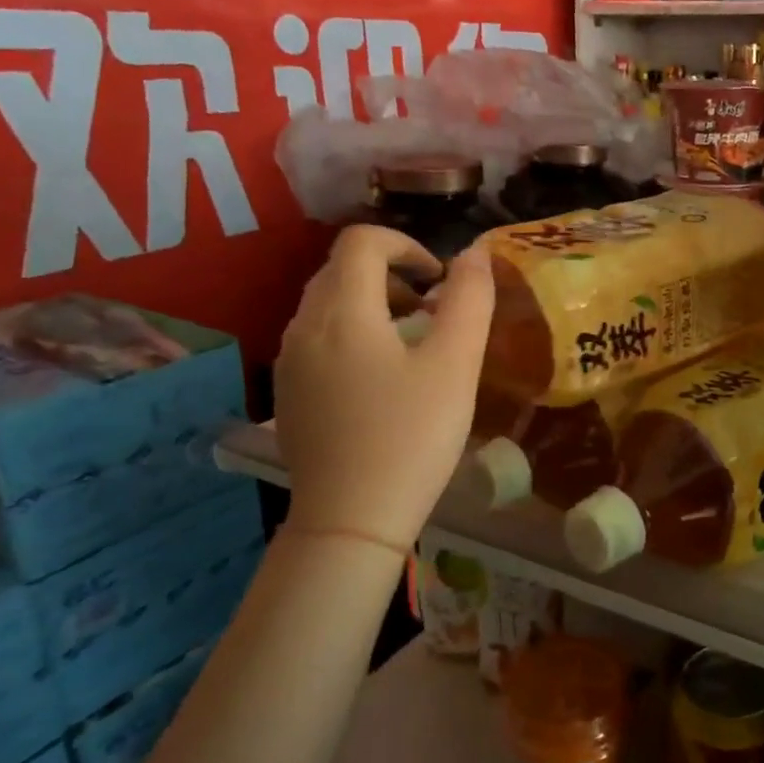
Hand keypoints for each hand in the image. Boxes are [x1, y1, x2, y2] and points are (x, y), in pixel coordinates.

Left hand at [275, 227, 493, 549]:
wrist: (350, 521)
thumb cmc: (411, 436)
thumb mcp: (455, 364)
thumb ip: (470, 300)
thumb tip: (475, 254)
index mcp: (342, 312)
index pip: (362, 241)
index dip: (406, 245)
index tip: (440, 281)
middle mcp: (303, 327)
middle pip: (341, 269)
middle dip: (392, 275)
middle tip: (432, 312)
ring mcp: (288, 363)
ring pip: (327, 305)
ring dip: (372, 304)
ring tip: (412, 344)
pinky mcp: (288, 395)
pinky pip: (317, 340)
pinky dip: (352, 335)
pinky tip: (381, 380)